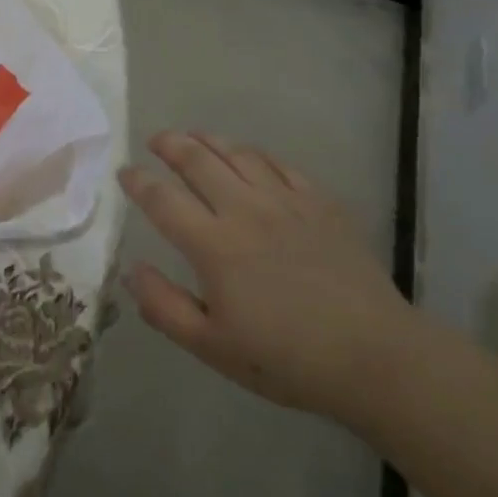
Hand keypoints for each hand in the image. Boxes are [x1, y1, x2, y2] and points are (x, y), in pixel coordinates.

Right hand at [119, 131, 417, 433]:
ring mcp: (285, 200)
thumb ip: (164, 307)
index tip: (125, 172)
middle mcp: (244, 209)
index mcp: (213, 244)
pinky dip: (255, 154)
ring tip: (194, 137)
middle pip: (197, 160)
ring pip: (238, 153)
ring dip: (209, 140)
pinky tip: (249, 157)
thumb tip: (131, 270)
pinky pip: (279, 163)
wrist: (372, 355)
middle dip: (170, 144)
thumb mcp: (212, 347)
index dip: (138, 181)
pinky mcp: (319, 201)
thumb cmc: (286, 358)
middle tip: (155, 140)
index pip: (162, 199)